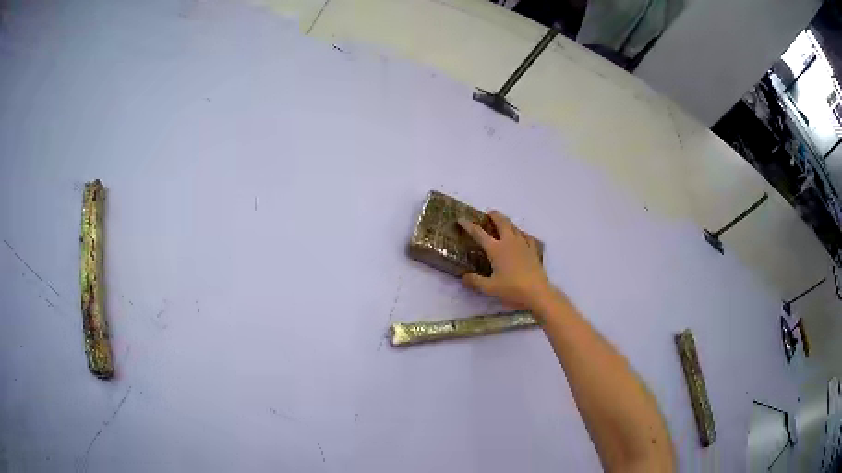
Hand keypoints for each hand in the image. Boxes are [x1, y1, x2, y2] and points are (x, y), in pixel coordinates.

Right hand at [458, 211, 551, 309]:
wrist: (537, 292)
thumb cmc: (512, 289)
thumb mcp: (490, 288)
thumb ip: (475, 281)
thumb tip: (463, 277)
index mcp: (496, 249)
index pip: (479, 233)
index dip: (469, 225)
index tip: (462, 219)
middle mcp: (509, 242)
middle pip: (502, 223)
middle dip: (495, 216)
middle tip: (490, 213)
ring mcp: (523, 245)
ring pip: (515, 228)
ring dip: (508, 223)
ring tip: (504, 223)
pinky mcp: (533, 251)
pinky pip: (527, 237)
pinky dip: (521, 234)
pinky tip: (522, 236)